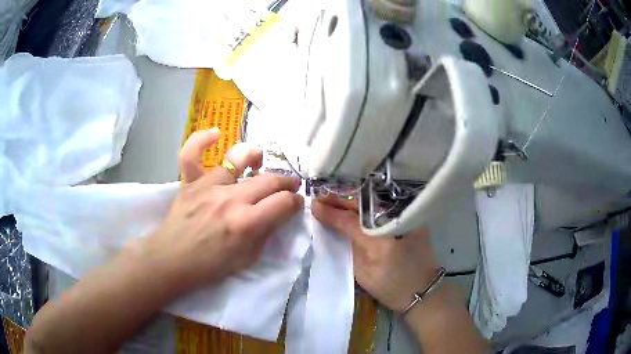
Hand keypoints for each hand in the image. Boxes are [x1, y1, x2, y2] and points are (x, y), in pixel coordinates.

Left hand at [136, 128, 303, 292]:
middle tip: (289, 186)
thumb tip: (279, 213)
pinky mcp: (190, 182)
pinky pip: (192, 153)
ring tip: (259, 162)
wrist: (173, 261)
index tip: (296, 203)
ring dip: (256, 157)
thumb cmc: (211, 265)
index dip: (296, 202)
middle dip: (287, 182)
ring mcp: (208, 186)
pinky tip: (216, 134)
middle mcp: (230, 199)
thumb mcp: (248, 259)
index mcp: (246, 223)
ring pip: (239, 158)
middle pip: (269, 179)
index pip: (284, 202)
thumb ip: (266, 233)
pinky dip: (202, 140)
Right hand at [311, 195, 438, 311]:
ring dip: (352, 200)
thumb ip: (350, 244)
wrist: (422, 292)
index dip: (331, 211)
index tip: (313, 203)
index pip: (351, 219)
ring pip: (374, 202)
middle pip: (364, 204)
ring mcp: (407, 217)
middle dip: (340, 199)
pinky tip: (353, 204)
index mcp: (382, 239)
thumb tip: (333, 224)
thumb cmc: (391, 287)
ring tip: (332, 198)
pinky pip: (384, 206)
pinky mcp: (411, 219)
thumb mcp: (364, 272)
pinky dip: (367, 204)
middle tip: (320, 196)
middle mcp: (397, 221)